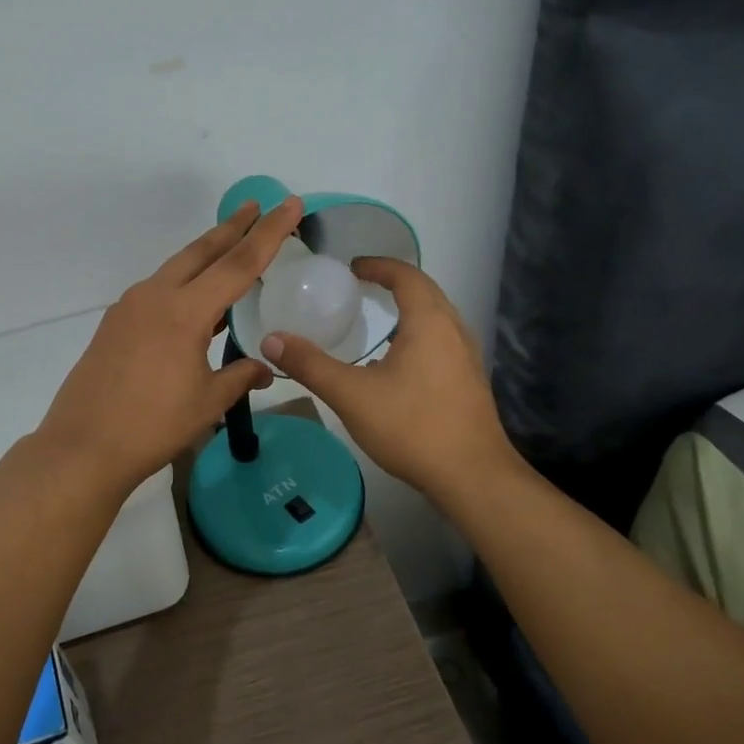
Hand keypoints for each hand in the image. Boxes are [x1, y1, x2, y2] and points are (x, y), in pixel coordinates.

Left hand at [37, 196, 304, 496]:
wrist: (83, 446)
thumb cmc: (153, 426)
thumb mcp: (207, 402)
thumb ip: (240, 377)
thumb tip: (263, 368)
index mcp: (185, 311)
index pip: (238, 263)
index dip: (269, 233)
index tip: (288, 205)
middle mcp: (155, 296)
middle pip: (201, 251)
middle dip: (232, 228)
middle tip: (256, 207)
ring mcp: (129, 307)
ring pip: (176, 269)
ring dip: (205, 255)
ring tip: (230, 248)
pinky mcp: (114, 323)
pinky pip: (157, 292)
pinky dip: (182, 285)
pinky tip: (193, 304)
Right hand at [261, 258, 522, 504]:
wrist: (472, 477)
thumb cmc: (412, 427)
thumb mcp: (351, 394)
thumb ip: (310, 365)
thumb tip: (271, 340)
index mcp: (429, 323)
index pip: (406, 276)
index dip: (378, 266)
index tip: (352, 267)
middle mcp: (453, 331)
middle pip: (426, 291)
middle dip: (394, 282)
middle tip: (361, 285)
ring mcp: (467, 358)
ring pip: (438, 317)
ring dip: (410, 307)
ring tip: (379, 316)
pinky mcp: (469, 382)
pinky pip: (442, 340)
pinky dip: (419, 333)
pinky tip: (398, 361)